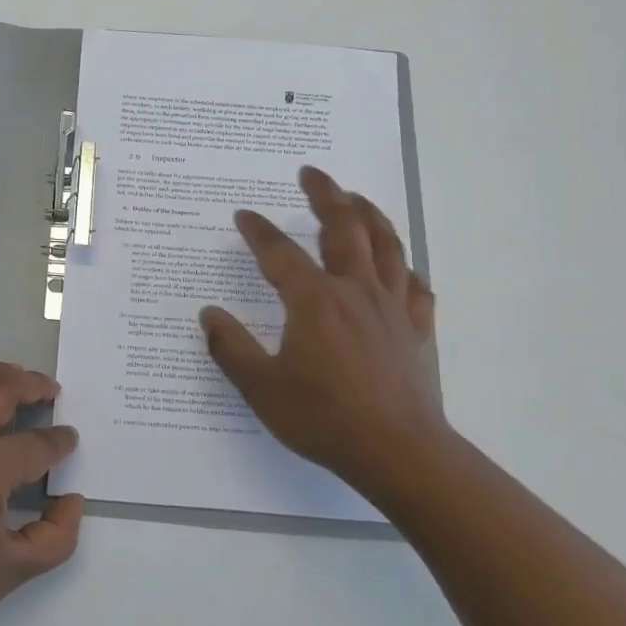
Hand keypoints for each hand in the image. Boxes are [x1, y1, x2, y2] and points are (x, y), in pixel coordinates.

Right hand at [200, 166, 446, 492]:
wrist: (399, 452)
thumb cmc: (323, 418)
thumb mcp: (261, 387)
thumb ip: (231, 347)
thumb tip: (208, 314)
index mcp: (314, 301)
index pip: (280, 253)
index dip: (259, 230)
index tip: (244, 214)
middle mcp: (354, 291)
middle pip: (343, 228)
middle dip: (326, 195)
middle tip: (312, 173)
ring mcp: (392, 308)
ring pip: (385, 245)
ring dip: (369, 214)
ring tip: (356, 197)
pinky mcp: (417, 329)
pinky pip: (414, 286)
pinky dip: (404, 267)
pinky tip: (399, 266)